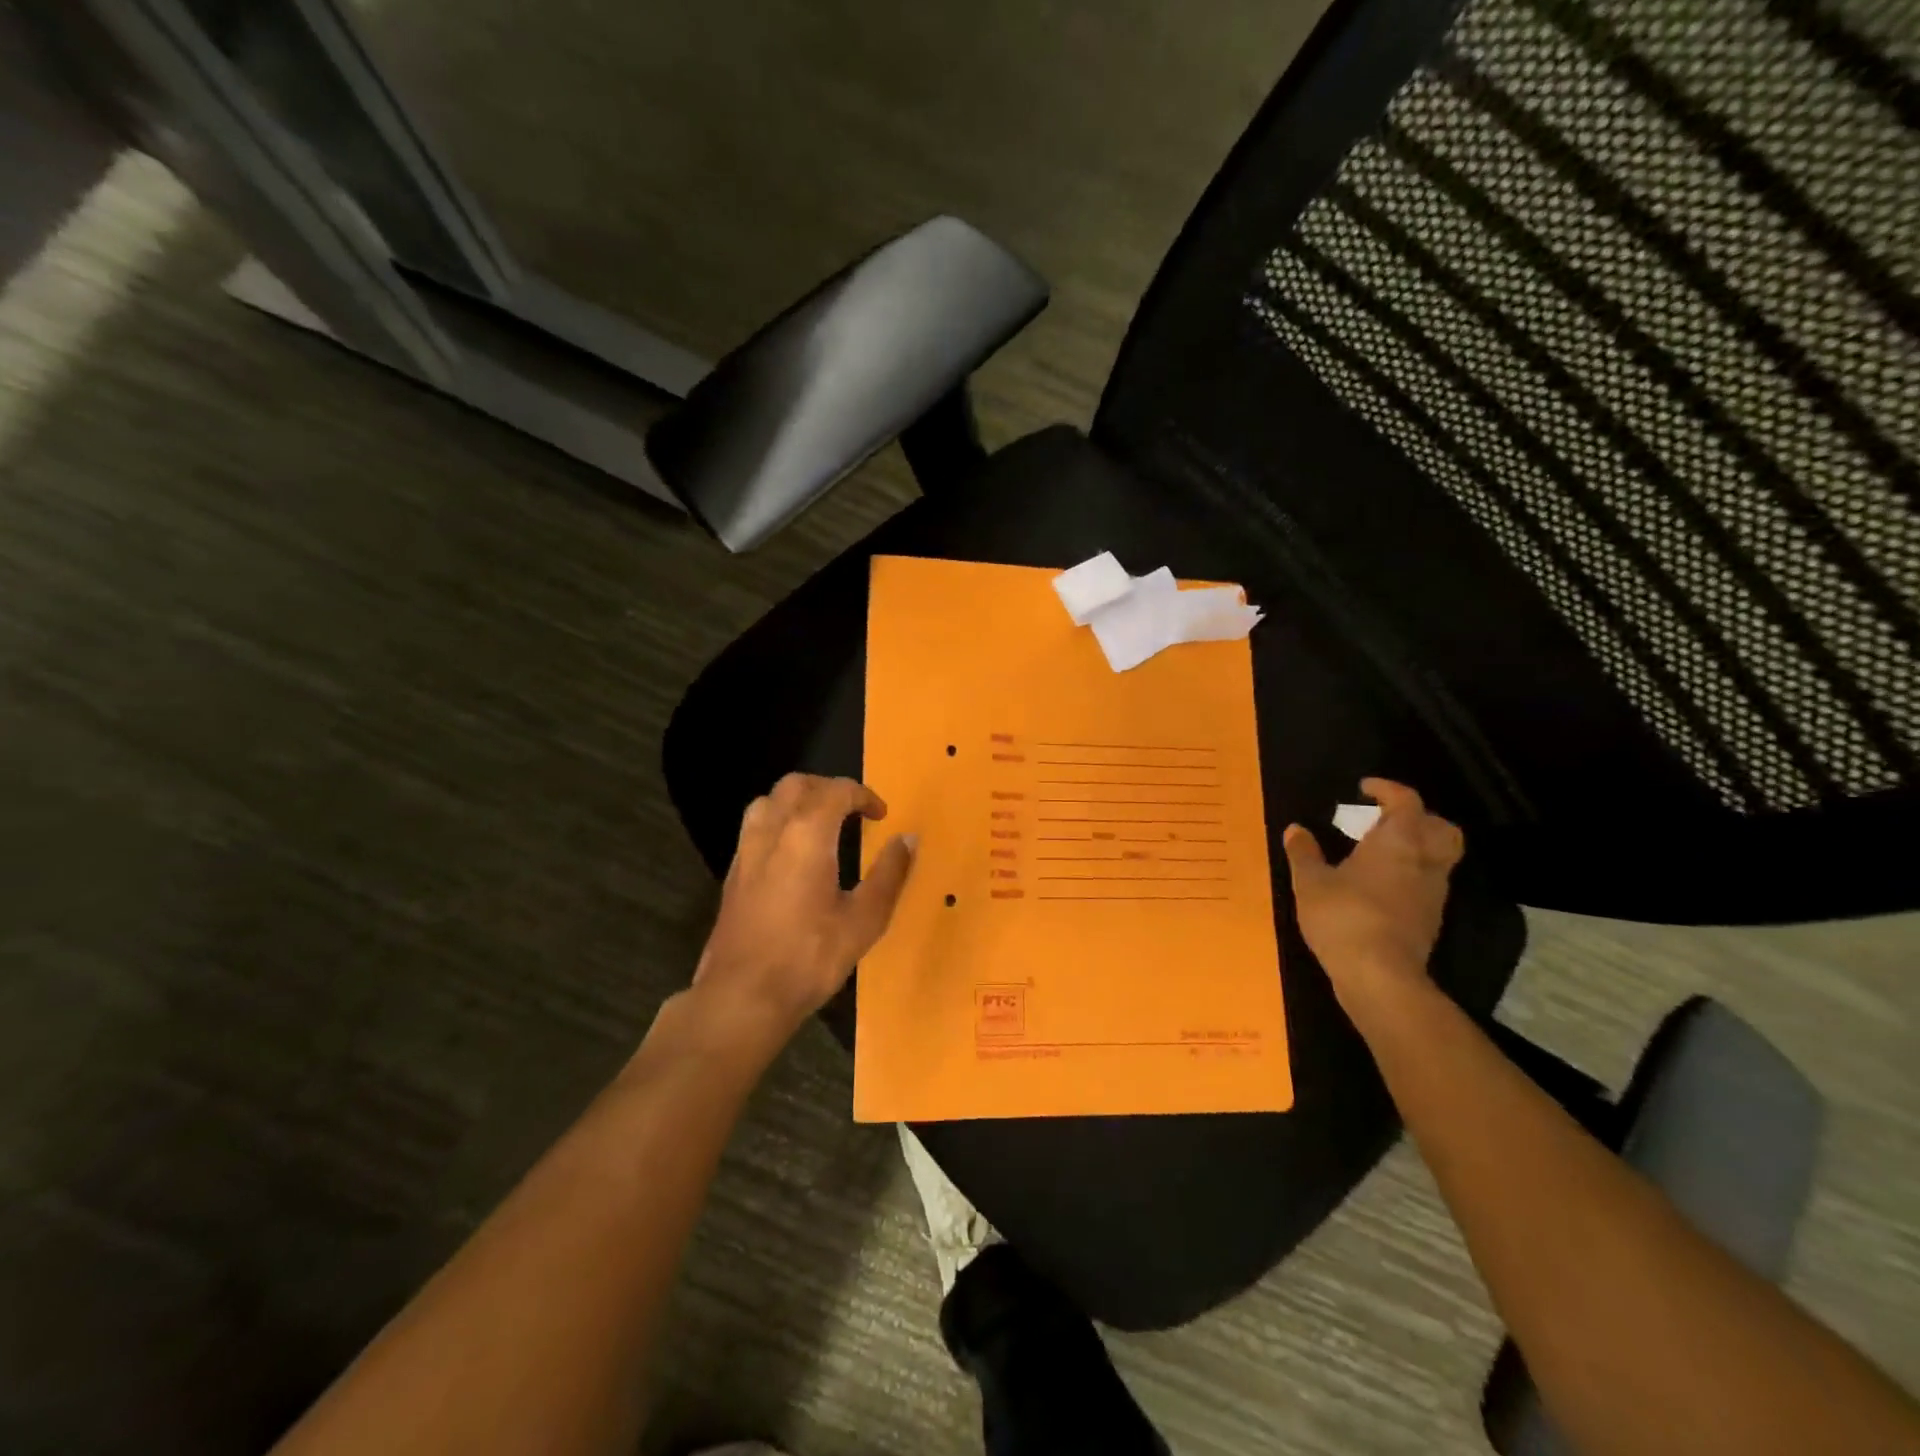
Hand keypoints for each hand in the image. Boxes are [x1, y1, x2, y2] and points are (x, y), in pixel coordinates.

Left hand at [688, 773, 915, 1053]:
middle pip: (796, 785)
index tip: (881, 815)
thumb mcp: (864, 920)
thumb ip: (889, 874)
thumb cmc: (810, 957)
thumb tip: (908, 839)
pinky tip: (793, 854)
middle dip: (828, 788)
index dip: (863, 796)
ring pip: (768, 801)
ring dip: (797, 800)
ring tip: (820, 824)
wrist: (742, 996)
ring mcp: (746, 851)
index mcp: (807, 834)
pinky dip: (778, 822)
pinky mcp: (733, 873)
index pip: (836, 791)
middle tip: (852, 811)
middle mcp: (772, 831)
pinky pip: (755, 827)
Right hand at [1282, 778, 1463, 1010]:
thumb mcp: (1310, 882)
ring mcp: (1431, 894)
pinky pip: (1426, 886)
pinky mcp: (1428, 921)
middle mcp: (1424, 863)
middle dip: (1420, 818)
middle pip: (1442, 829)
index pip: (1407, 802)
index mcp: (1398, 843)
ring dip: (1416, 849)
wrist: (1379, 976)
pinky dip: (1409, 877)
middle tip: (1387, 820)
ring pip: (1437, 859)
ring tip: (1379, 854)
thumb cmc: (1343, 917)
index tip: (1364, 788)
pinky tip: (1379, 887)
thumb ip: (1304, 853)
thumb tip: (1296, 829)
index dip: (1388, 790)